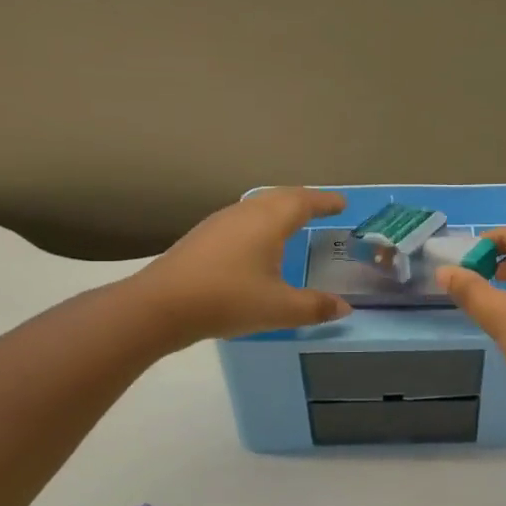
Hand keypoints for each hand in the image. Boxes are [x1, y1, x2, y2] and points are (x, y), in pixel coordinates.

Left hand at [132, 187, 352, 347]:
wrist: (160, 305)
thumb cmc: (227, 300)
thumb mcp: (279, 309)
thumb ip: (315, 307)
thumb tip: (345, 308)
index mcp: (269, 221)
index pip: (304, 202)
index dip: (326, 202)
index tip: (342, 204)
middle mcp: (246, 213)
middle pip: (281, 196)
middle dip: (304, 200)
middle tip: (322, 208)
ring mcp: (220, 222)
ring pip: (258, 205)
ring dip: (280, 208)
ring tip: (293, 222)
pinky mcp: (203, 236)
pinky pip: (242, 218)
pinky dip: (261, 221)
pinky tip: (257, 242)